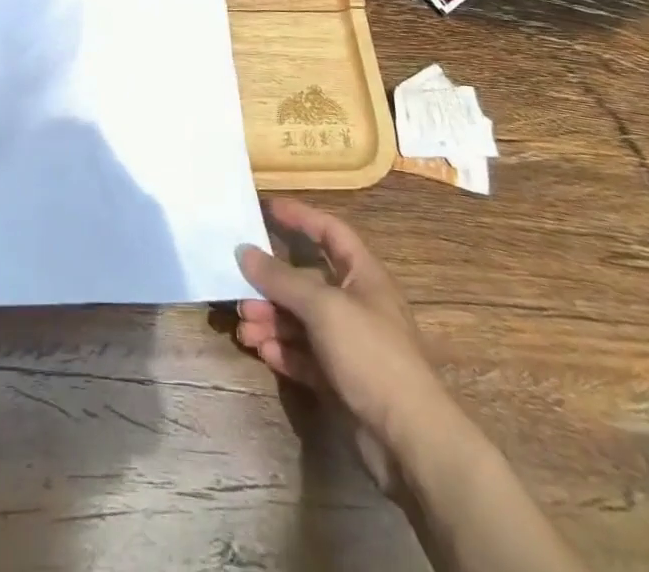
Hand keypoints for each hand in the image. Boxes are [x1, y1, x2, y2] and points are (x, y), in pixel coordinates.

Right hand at [235, 197, 451, 494]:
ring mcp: (348, 345)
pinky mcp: (339, 380)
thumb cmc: (371, 355)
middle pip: (306, 281)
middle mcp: (356, 305)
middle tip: (240, 290)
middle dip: (272, 285)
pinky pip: (302, 355)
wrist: (409, 440)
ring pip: (300, 321)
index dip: (301, 216)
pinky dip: (281, 350)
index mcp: (363, 276)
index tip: (267, 208)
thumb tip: (244, 251)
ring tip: (244, 328)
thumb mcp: (323, 307)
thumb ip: (281, 278)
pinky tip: (261, 351)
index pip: (331, 232)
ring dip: (270, 320)